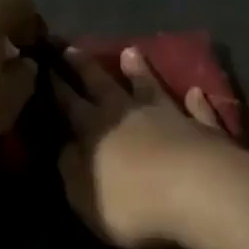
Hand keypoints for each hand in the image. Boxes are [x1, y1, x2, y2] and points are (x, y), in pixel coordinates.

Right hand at [57, 46, 242, 248]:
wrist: (198, 189)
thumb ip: (71, 170)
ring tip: (130, 51)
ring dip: (139, 70)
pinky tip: (196, 92)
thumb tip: (63, 147)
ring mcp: (168, 115)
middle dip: (85, 66)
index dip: (57, 85)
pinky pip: (197, 110)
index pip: (70, 103)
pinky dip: (195, 101)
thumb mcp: (85, 196)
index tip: (46, 64)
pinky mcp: (202, 127)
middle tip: (72, 47)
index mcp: (95, 129)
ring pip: (149, 86)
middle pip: (103, 84)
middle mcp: (128, 113)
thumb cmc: (133, 201)